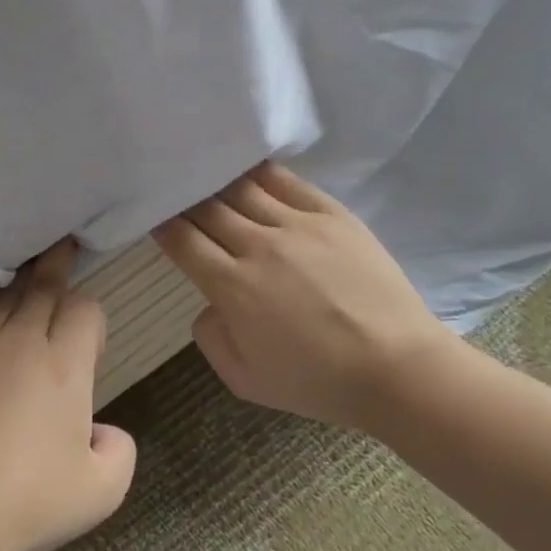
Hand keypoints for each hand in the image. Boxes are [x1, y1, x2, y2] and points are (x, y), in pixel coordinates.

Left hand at [0, 240, 137, 550]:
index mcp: (64, 366)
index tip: (90, 339)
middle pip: (42, 287)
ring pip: (1, 298)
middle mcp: (20, 343)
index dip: (93, 316)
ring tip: (25, 267)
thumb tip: (101, 430)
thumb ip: (120, 449)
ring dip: (18, 282)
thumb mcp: (102, 490)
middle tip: (62, 244)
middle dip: (57, 265)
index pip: (85, 310)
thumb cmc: (29, 501)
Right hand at [153, 162, 460, 431]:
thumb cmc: (316, 382)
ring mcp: (298, 225)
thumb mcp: (243, 381)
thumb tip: (209, 303)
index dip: (163, 225)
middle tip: (175, 192)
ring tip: (206, 174)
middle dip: (185, 199)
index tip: (154, 217)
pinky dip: (259, 173)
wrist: (395, 368)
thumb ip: (210, 338)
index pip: (183, 240)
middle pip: (207, 208)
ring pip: (242, 188)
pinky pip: (286, 182)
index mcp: (231, 286)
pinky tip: (247, 169)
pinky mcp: (332, 215)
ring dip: (217, 182)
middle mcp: (258, 246)